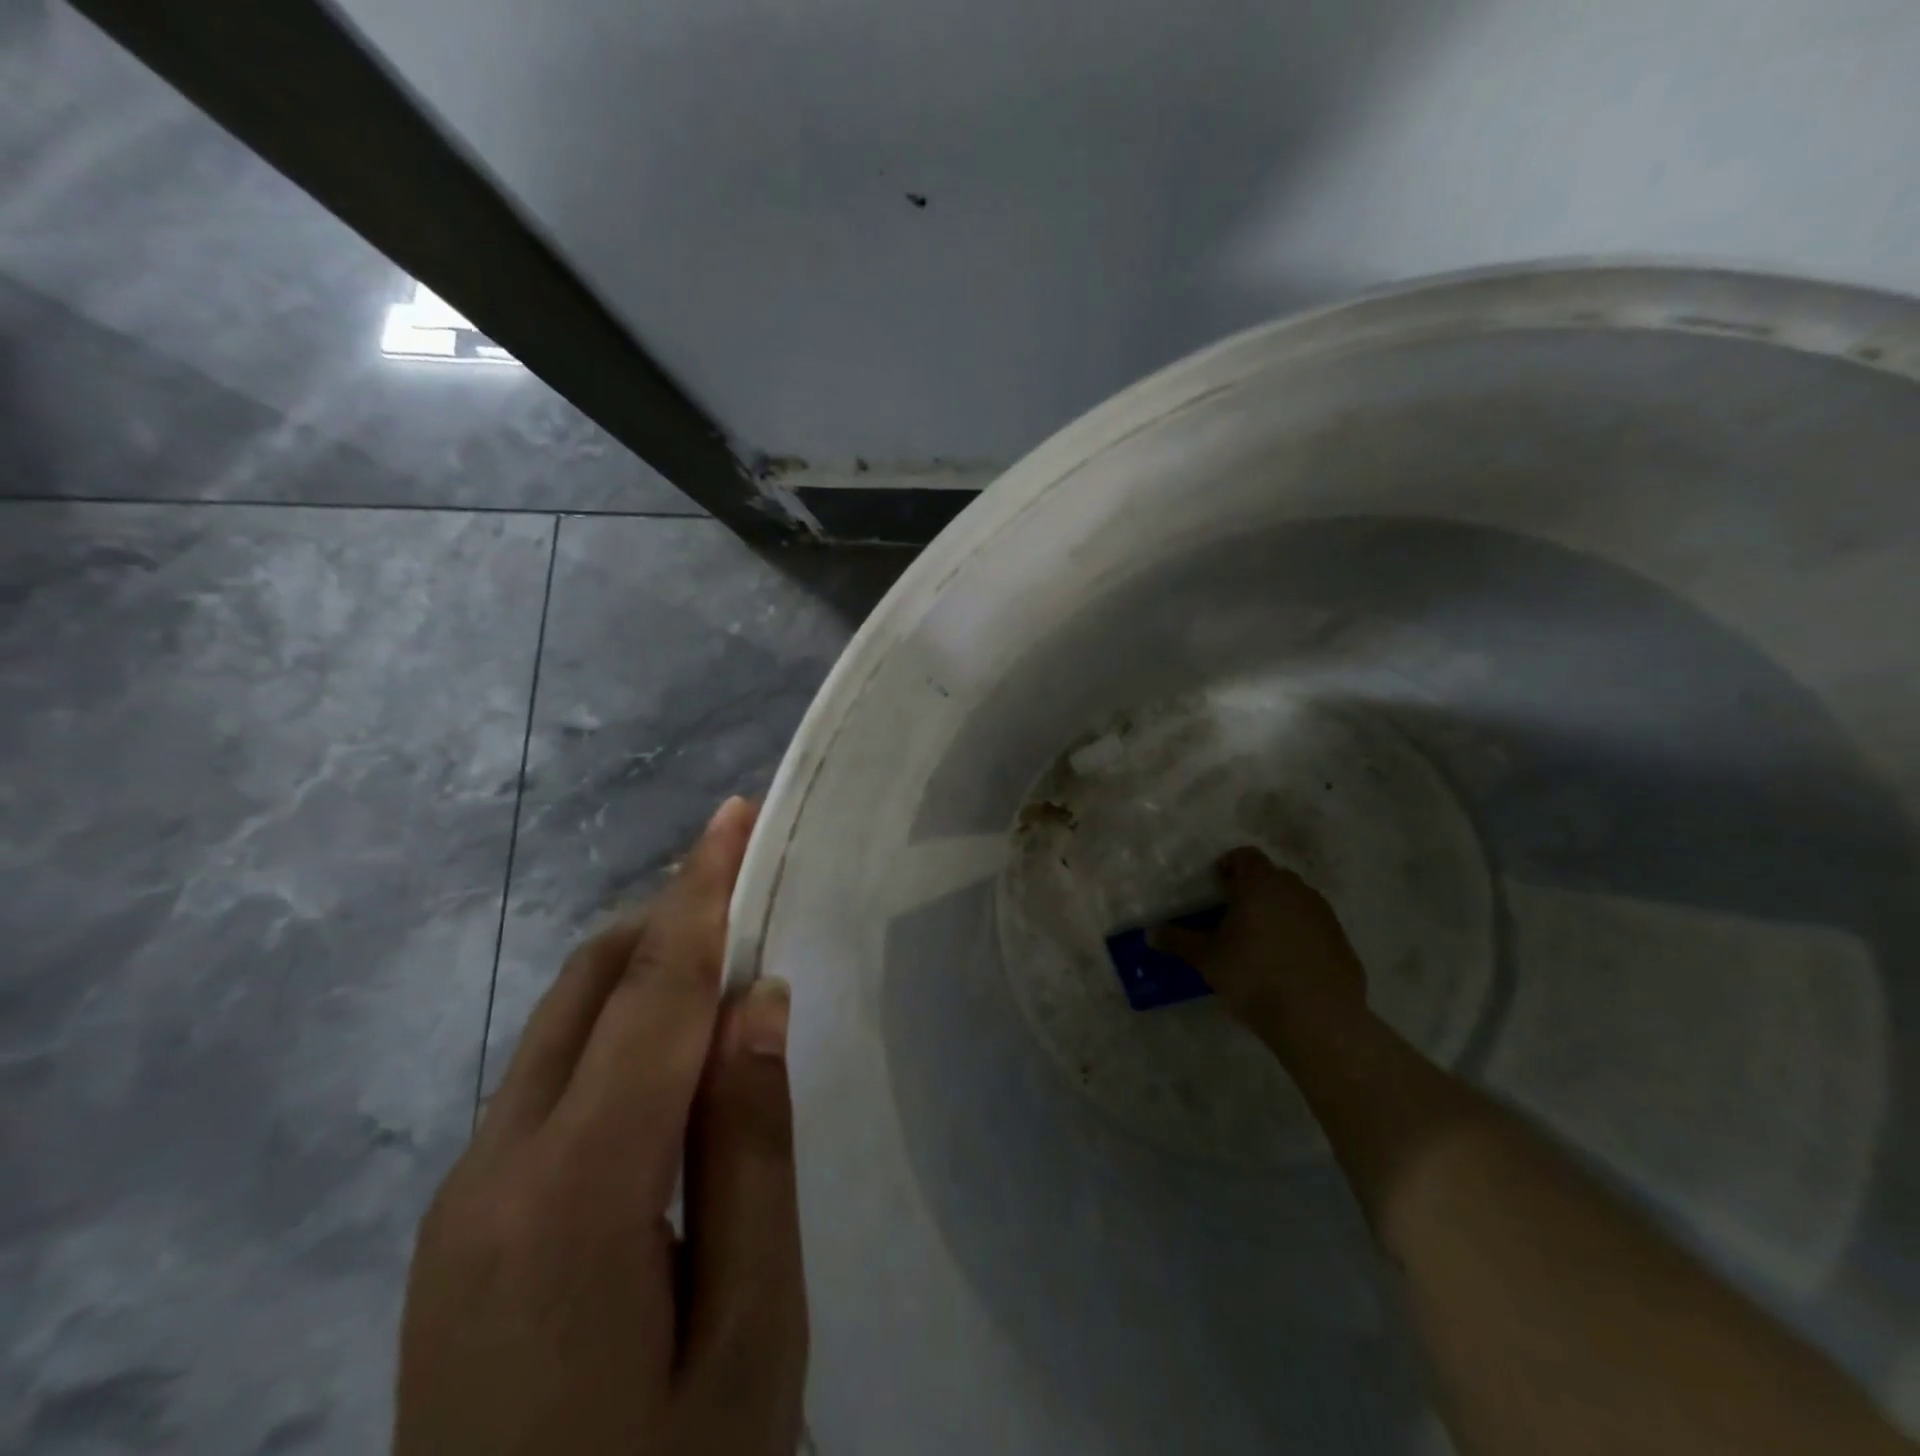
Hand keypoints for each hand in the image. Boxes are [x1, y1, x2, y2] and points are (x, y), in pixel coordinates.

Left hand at [394, 796, 806, 1455]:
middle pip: (592, 989)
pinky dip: (618, 1032)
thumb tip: (757, 1000)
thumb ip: (750, 1147)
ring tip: (728, 964)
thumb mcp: (752, 1329)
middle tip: (753, 889)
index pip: (654, 992)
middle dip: (672, 917)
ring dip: (646, 972)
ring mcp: (464, 1197)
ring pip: (564, 1027)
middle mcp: (494, 1169)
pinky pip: (549, 1080)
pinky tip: (671, 1062)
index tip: (732, 813)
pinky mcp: (463, 1225)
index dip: (700, 892)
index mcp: (572, 1194)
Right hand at [1154, 847, 1367, 1036]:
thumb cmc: (1254, 978)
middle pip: (1271, 876)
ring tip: (1261, 942)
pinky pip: (1314, 927)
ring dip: (1278, 911)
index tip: (1216, 887)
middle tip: (1234, 916)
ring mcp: (1324, 915)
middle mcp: (1295, 890)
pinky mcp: (1341, 942)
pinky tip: (1288, 965)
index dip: (1229, 866)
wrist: (1318, 1020)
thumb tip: (1150, 933)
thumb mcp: (1207, 960)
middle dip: (1253, 889)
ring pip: (1295, 901)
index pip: (1245, 856)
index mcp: (1261, 885)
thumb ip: (1178, 941)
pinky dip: (1300, 935)